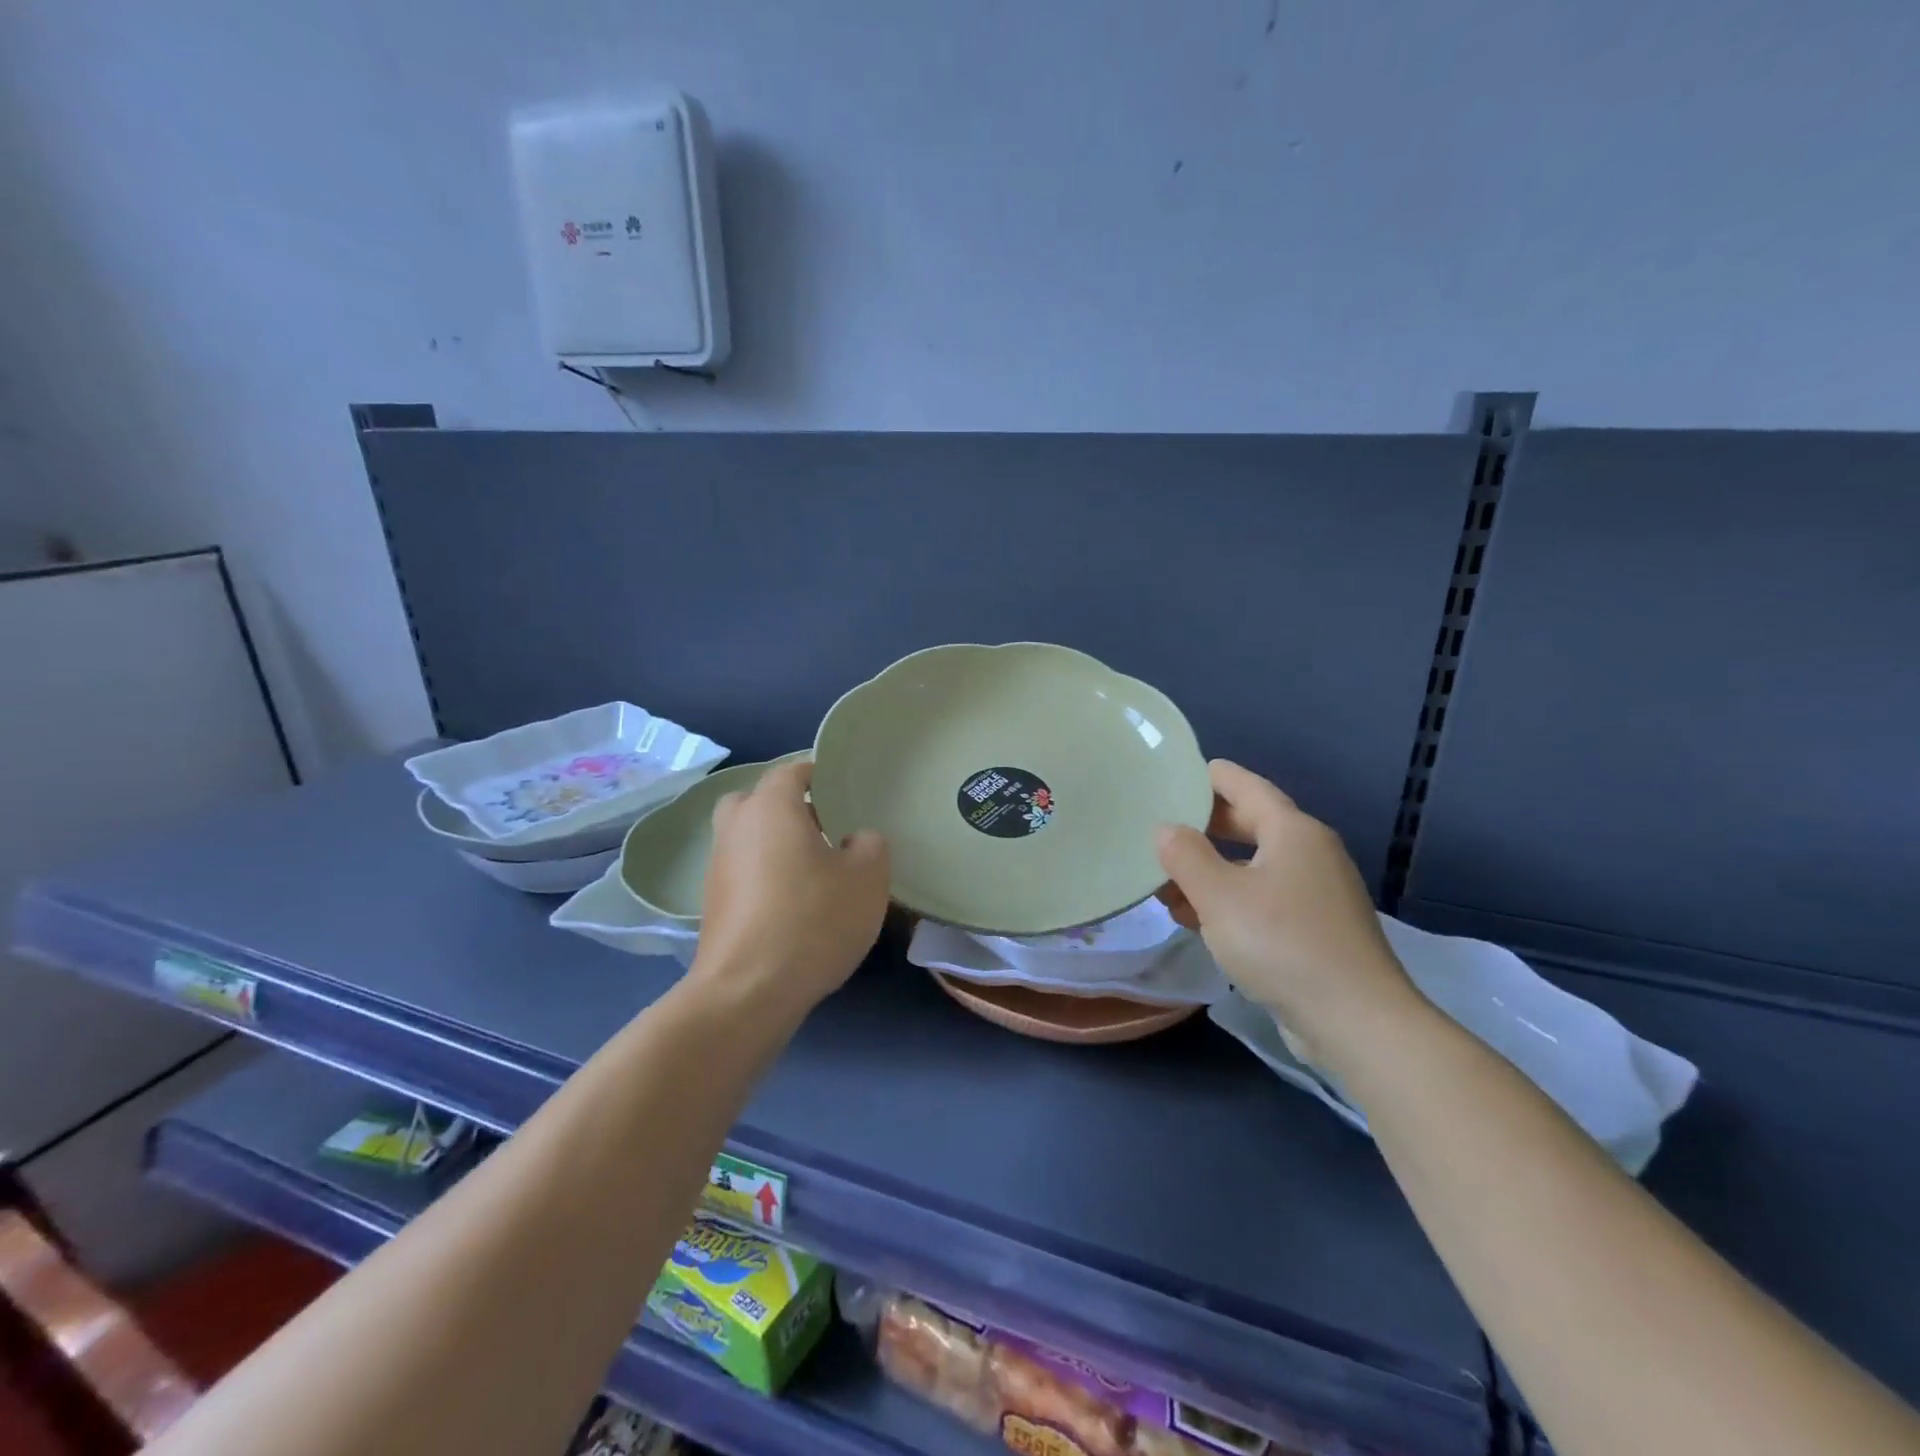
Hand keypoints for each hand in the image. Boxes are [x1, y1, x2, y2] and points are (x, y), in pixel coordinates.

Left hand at [692, 760, 889, 1022]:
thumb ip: (871, 845)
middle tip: (826, 828)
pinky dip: (765, 875)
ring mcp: (718, 866)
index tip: (846, 790)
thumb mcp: (867, 879)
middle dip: (790, 807)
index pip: (792, 770)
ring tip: (815, 870)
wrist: (747, 992)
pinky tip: (794, 903)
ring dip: (776, 843)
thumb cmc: (812, 920)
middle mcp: (736, 827)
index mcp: (771, 807)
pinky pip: (743, 871)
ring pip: (749, 837)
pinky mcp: (713, 903)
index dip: (820, 774)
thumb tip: (857, 840)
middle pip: (760, 800)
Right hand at [1157, 760, 1425, 1070]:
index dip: (1210, 777)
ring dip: (1210, 870)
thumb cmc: (1282, 943)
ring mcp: (1317, 893)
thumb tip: (1165, 829)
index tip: (1175, 772)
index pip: (1246, 786)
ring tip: (1166, 884)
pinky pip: (1263, 898)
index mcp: (1293, 832)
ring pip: (1253, 866)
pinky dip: (1229, 900)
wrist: (1356, 1022)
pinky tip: (1198, 920)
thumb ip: (1185, 856)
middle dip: (1203, 827)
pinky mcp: (1316, 929)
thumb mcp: (1219, 896)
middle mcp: (1310, 853)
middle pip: (1250, 824)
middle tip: (1160, 826)